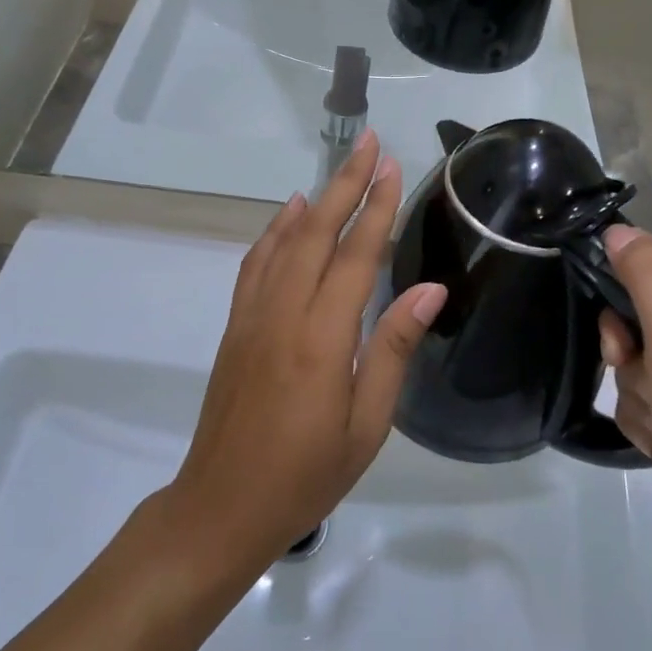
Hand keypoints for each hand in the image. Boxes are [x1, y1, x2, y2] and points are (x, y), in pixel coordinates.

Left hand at [163, 132, 447, 574]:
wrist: (222, 506)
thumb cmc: (306, 475)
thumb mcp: (366, 424)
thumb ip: (393, 348)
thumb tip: (429, 288)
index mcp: (322, 338)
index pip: (355, 255)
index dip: (376, 207)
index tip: (392, 166)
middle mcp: (283, 313)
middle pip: (316, 231)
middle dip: (346, 182)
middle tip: (370, 144)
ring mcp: (252, 315)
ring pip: (284, 240)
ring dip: (314, 198)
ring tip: (339, 169)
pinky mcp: (235, 325)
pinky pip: (256, 263)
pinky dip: (275, 229)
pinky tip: (289, 215)